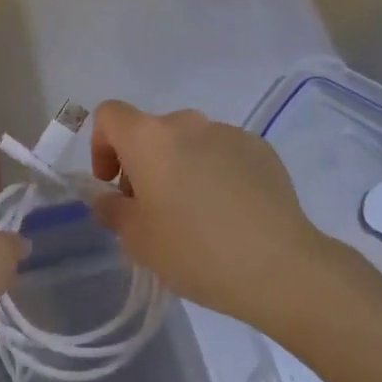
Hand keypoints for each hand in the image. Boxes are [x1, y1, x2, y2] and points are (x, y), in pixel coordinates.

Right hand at [90, 100, 327, 328]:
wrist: (279, 266)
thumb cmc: (196, 251)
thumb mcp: (138, 242)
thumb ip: (113, 211)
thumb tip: (109, 198)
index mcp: (150, 138)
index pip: (110, 115)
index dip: (101, 145)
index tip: (113, 185)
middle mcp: (187, 123)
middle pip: (152, 132)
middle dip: (144, 165)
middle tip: (154, 212)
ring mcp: (227, 132)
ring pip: (190, 143)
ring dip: (182, 168)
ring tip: (198, 217)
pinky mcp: (260, 148)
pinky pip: (224, 153)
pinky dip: (217, 173)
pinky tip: (232, 215)